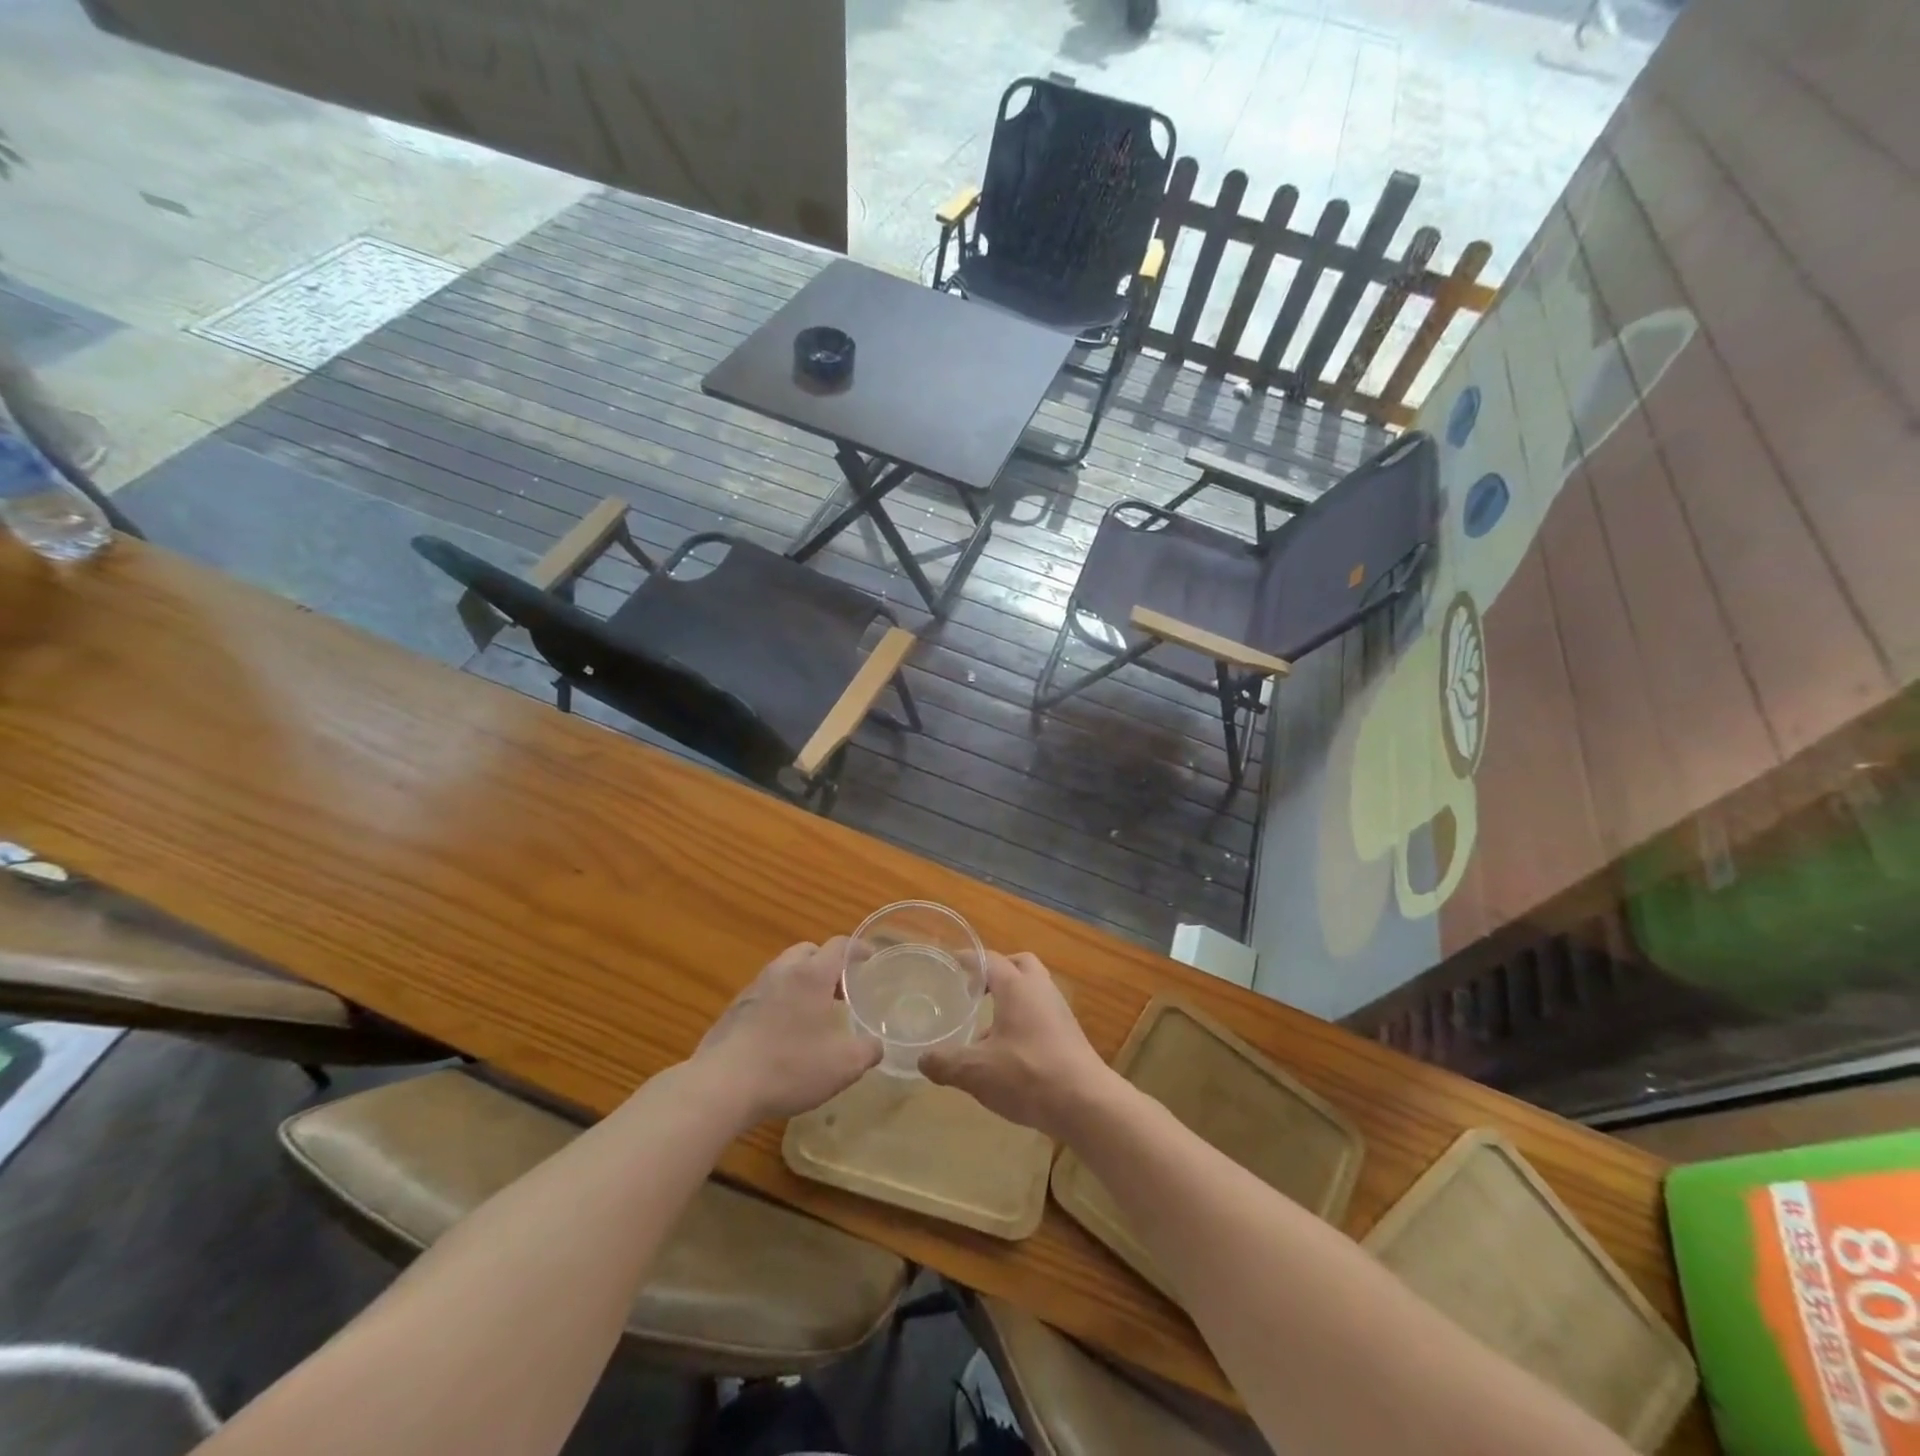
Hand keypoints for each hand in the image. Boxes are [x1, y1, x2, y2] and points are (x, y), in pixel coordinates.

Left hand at [693, 938, 880, 1126]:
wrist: (721, 1086)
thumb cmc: (789, 1067)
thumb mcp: (842, 1066)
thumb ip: (867, 1051)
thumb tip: (877, 1045)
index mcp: (812, 975)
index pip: (839, 946)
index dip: (857, 949)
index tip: (869, 958)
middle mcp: (782, 972)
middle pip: (808, 951)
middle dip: (826, 963)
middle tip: (840, 988)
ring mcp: (753, 989)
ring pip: (783, 971)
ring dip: (801, 982)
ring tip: (812, 1012)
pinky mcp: (733, 1010)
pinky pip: (764, 993)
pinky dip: (779, 1000)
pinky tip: (782, 1032)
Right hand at [919, 951, 1113, 1139]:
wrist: (1086, 1103)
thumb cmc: (1027, 1074)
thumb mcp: (976, 1072)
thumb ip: (946, 1063)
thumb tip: (922, 1059)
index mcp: (1017, 987)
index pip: (989, 959)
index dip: (969, 959)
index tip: (951, 963)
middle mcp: (1040, 990)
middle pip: (1020, 965)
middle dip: (998, 971)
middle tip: (975, 988)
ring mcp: (1059, 1012)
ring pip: (1034, 991)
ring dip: (1012, 999)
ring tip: (988, 1027)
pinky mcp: (1070, 1035)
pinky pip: (1043, 1014)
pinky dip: (1025, 1020)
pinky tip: (1009, 1051)